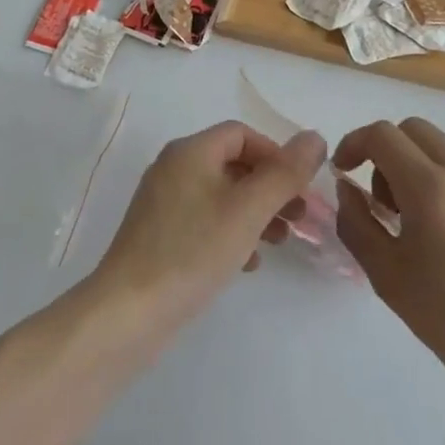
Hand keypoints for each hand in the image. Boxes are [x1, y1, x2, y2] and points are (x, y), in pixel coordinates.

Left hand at [95, 121, 326, 330]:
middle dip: (269, 187)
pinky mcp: (160, 233)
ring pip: (221, 194)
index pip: (241, 134)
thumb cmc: (192, 251)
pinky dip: (231, 232)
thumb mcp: (248, 210)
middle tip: (299, 218)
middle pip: (232, 163)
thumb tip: (314, 137)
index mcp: (190, 151)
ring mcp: (163, 201)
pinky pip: (204, 220)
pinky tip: (247, 263)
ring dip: (255, 212)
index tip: (300, 188)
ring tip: (280, 242)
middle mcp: (174, 167)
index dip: (275, 154)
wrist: (129, 311)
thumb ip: (284, 174)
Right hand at [334, 118, 444, 404]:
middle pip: (415, 131)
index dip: (355, 143)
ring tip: (432, 228)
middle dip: (389, 155)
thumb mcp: (388, 278)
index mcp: (432, 189)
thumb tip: (348, 188)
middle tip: (388, 202)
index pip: (382, 135)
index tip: (346, 169)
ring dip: (426, 175)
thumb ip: (357, 223)